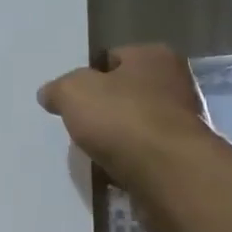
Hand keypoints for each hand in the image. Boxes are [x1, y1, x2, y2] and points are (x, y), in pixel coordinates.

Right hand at [38, 44, 214, 231]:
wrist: (168, 174)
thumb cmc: (123, 119)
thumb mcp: (74, 92)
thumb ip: (59, 89)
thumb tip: (49, 94)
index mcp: (154, 57)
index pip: (113, 58)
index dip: (88, 76)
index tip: (71, 98)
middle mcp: (175, 84)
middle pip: (125, 94)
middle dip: (102, 111)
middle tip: (79, 127)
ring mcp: (182, 124)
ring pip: (133, 128)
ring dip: (113, 141)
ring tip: (91, 155)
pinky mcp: (181, 159)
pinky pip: (143, 157)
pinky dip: (126, 165)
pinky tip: (109, 175)